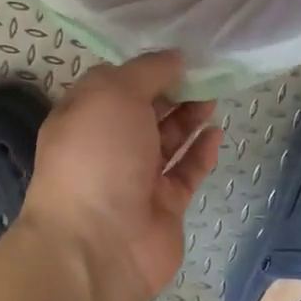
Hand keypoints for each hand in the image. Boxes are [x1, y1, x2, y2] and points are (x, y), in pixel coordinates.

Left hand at [20, 51, 222, 300]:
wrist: (98, 244)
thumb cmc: (97, 155)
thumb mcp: (113, 94)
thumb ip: (147, 71)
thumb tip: (173, 58)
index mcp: (84, 117)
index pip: (114, 84)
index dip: (145, 69)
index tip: (178, 55)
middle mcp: (107, 146)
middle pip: (144, 112)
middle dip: (172, 92)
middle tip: (205, 74)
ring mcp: (135, 179)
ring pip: (167, 141)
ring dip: (189, 118)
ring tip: (214, 97)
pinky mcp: (163, 206)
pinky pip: (186, 173)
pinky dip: (201, 152)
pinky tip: (217, 133)